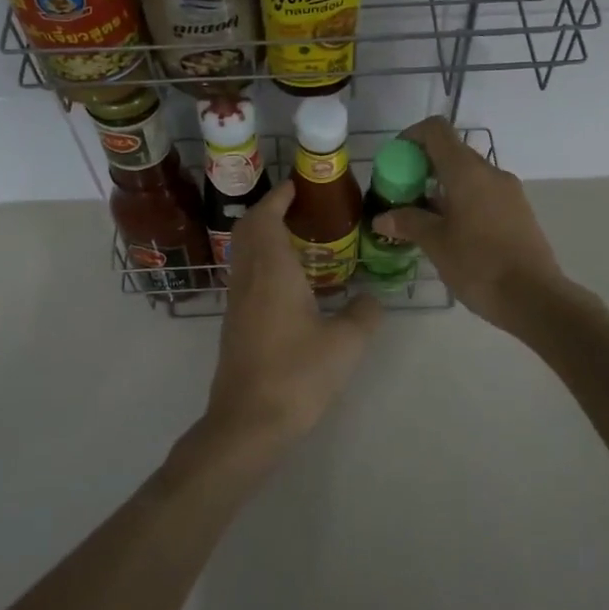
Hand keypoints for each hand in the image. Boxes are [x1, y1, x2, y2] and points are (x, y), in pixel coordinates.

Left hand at [202, 179, 380, 458]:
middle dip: (270, 210)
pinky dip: (263, 261)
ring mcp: (237, 302)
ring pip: (244, 253)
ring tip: (300, 239)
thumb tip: (373, 299)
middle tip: (302, 208)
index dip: (279, 196)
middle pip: (249, 229)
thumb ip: (365, 314)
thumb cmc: (296, 376)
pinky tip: (291, 282)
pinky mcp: (235, 324)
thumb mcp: (346, 344)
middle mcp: (248, 278)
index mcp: (272, 271)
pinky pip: (246, 275)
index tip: (298, 186)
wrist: (248, 423)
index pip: (266, 217)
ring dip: (264, 236)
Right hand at [372, 117, 566, 331]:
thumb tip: (382, 217)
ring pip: (468, 175)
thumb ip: (408, 223)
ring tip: (423, 218)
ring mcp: (509, 192)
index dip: (411, 137)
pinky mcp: (518, 211)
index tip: (394, 161)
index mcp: (467, 171)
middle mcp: (490, 172)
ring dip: (442, 187)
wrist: (534, 298)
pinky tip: (450, 232)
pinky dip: (461, 200)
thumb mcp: (436, 244)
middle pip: (451, 152)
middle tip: (403, 196)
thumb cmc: (479, 265)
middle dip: (422, 167)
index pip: (436, 130)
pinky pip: (483, 193)